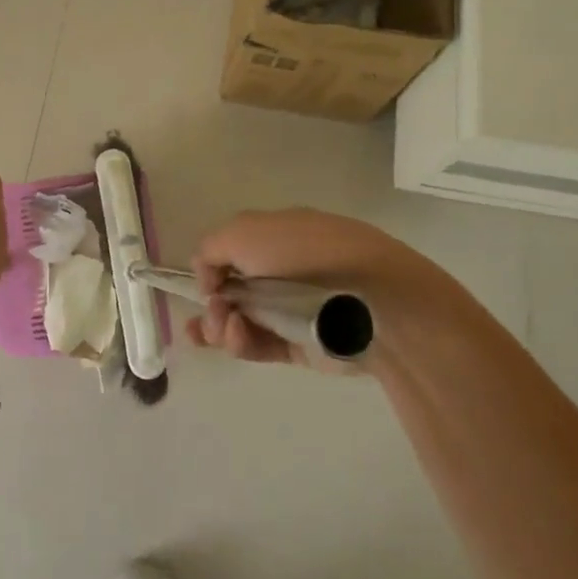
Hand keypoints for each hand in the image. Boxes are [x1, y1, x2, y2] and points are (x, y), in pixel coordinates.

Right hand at [186, 208, 468, 374]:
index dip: (210, 270)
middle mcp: (281, 270)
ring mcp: (289, 308)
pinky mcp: (297, 344)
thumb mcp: (243, 232)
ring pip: (239, 321)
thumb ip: (211, 250)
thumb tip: (209, 280)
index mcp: (274, 235)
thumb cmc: (304, 255)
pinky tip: (233, 338)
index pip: (230, 252)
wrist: (370, 300)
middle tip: (215, 311)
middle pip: (230, 291)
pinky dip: (239, 344)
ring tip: (225, 329)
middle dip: (212, 303)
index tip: (207, 283)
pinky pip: (258, 346)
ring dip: (219, 326)